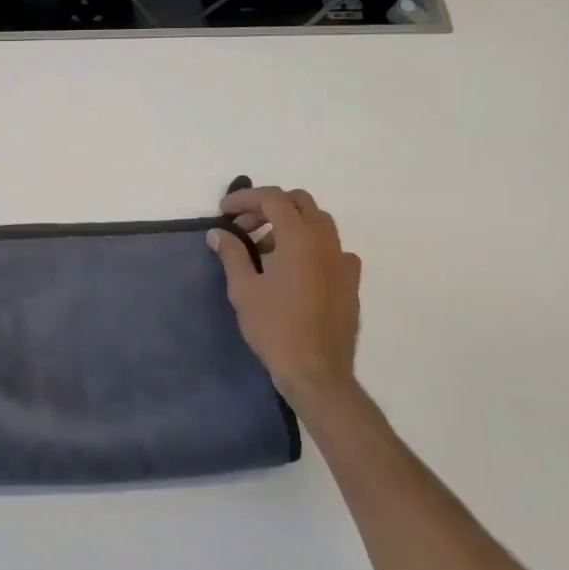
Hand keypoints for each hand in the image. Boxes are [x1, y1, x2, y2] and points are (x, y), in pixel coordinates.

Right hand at [208, 186, 361, 414]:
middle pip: (300, 203)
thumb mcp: (243, 289)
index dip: (245, 198)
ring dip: (289, 224)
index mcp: (299, 238)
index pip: (273, 198)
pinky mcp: (350, 282)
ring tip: (264, 248)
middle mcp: (326, 242)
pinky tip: (294, 269)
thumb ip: (232, 254)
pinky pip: (331, 249)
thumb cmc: (275, 327)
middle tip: (244, 226)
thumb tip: (218, 233)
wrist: (316, 371)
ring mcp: (343, 261)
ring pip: (318, 223)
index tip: (223, 211)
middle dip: (269, 206)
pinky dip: (309, 246)